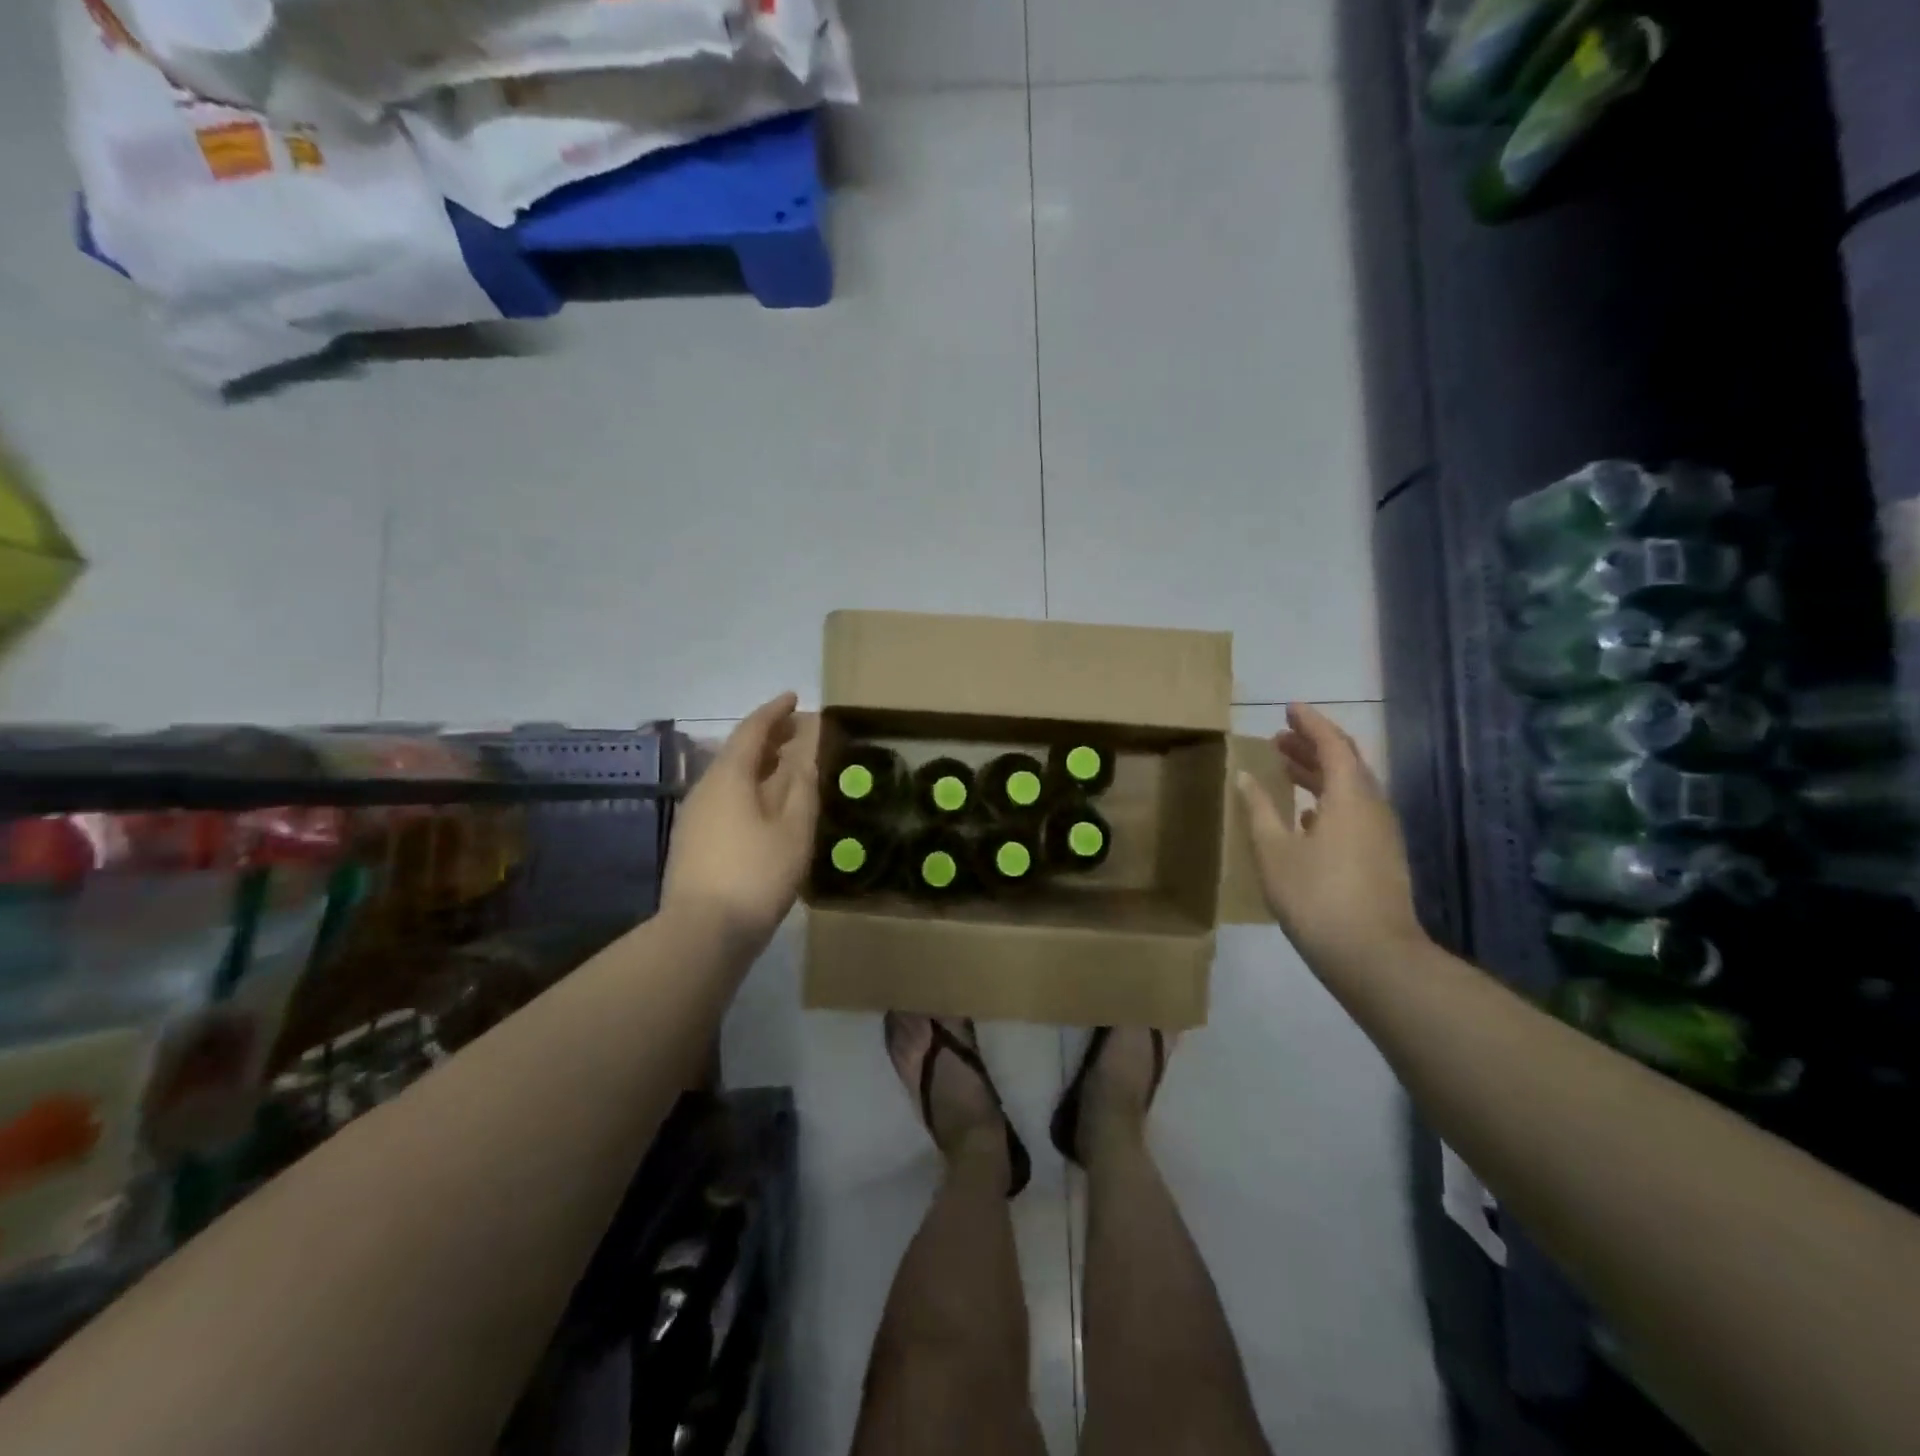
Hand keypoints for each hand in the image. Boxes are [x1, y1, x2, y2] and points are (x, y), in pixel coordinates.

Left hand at [662, 693, 818, 951]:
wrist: (701, 933)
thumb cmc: (756, 874)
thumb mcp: (793, 828)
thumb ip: (801, 786)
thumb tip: (805, 753)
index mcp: (729, 777)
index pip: (751, 729)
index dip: (774, 711)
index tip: (795, 698)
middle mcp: (704, 788)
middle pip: (737, 750)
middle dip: (767, 737)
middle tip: (796, 731)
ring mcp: (693, 816)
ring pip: (728, 776)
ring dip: (757, 764)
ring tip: (785, 766)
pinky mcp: (691, 842)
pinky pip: (723, 798)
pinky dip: (747, 788)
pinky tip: (763, 806)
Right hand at [1235, 704, 1425, 967]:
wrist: (1374, 956)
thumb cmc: (1317, 896)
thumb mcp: (1275, 851)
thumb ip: (1260, 810)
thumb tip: (1246, 777)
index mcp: (1350, 797)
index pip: (1333, 744)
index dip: (1310, 723)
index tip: (1288, 707)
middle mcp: (1373, 807)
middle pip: (1345, 763)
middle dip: (1312, 746)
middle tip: (1278, 737)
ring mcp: (1381, 834)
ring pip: (1350, 789)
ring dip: (1319, 774)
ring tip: (1285, 768)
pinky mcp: (1380, 857)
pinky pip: (1354, 812)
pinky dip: (1328, 800)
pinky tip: (1305, 815)